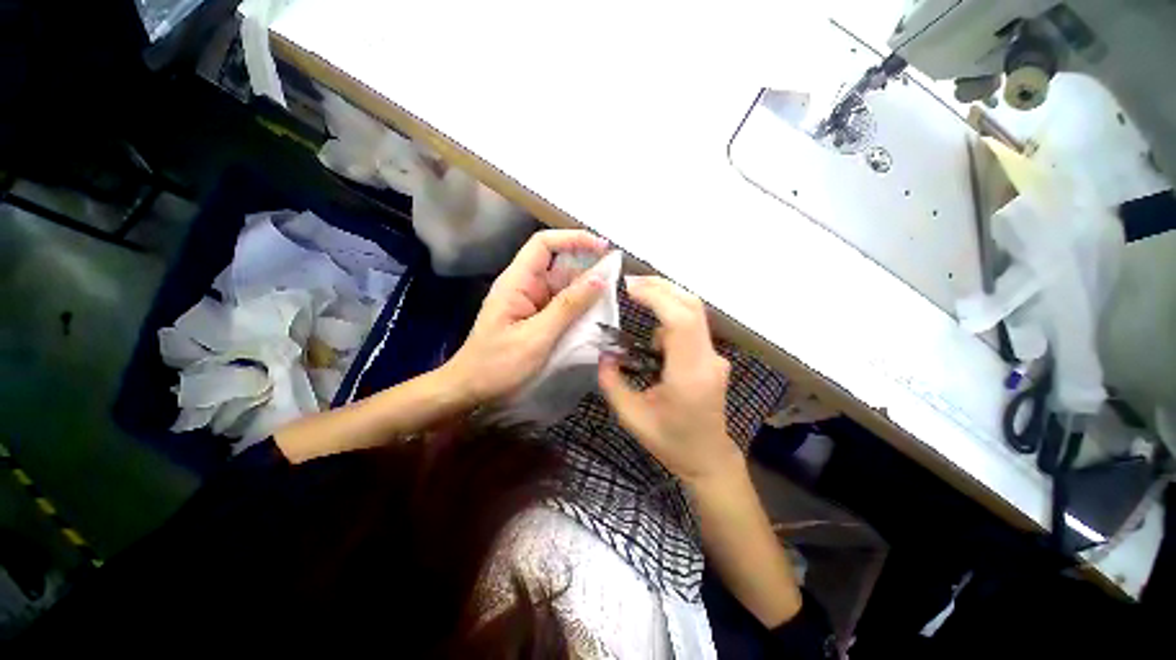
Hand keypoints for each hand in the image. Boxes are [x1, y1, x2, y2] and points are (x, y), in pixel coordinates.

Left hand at [443, 230, 608, 405]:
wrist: (472, 390)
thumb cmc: (498, 364)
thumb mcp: (537, 336)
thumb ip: (569, 306)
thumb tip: (600, 278)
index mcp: (517, 282)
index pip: (544, 244)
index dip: (573, 239)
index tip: (603, 248)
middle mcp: (525, 287)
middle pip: (559, 267)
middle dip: (587, 271)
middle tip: (615, 284)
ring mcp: (531, 304)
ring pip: (564, 289)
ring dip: (586, 294)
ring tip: (611, 304)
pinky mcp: (537, 320)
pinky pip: (562, 308)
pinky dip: (579, 311)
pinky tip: (596, 319)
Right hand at [598, 276, 741, 485]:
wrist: (708, 458)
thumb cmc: (671, 442)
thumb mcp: (632, 417)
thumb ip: (612, 382)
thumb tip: (603, 354)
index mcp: (689, 375)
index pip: (681, 321)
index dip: (656, 297)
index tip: (629, 288)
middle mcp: (708, 359)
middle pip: (692, 307)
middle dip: (661, 287)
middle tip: (631, 282)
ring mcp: (715, 357)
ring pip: (692, 313)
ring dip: (665, 302)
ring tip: (638, 305)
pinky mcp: (712, 357)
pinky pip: (691, 327)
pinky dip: (670, 319)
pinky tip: (654, 339)